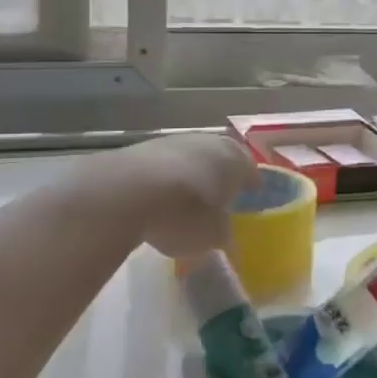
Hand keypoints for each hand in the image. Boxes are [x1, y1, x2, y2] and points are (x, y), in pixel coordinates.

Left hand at [108, 134, 256, 259]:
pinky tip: (159, 198)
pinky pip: (164, 165)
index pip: (251, 171)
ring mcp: (174, 141)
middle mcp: (209, 142)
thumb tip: (223, 234)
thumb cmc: (184, 214)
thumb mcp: (212, 236)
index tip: (251, 197)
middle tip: (220, 197)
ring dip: (192, 174)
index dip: (250, 186)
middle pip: (221, 158)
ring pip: (191, 157)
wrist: (125, 191)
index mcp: (235, 160)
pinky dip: (166, 179)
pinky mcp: (142, 149)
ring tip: (187, 200)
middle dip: (221, 176)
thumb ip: (222, 233)